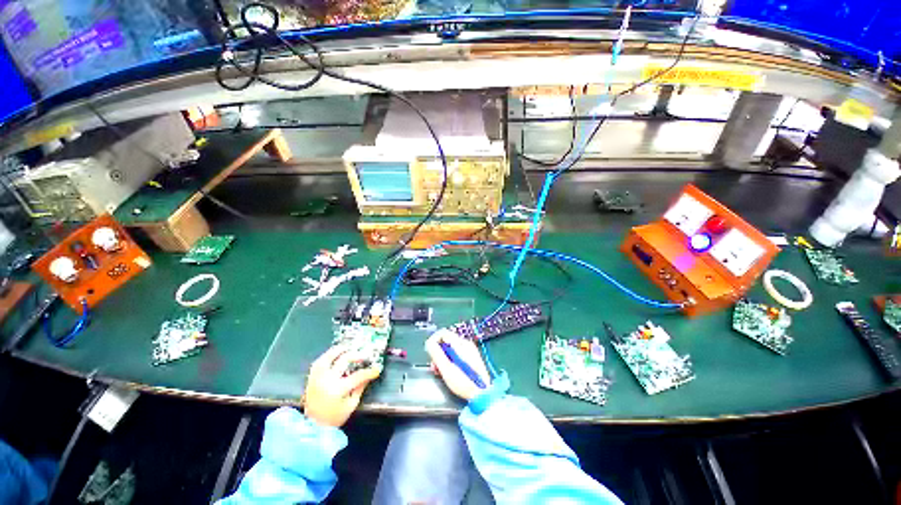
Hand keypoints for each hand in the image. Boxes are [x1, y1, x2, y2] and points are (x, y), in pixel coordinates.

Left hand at [303, 346, 381, 427]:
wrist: (313, 427)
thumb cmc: (335, 418)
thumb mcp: (351, 404)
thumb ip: (360, 388)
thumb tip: (369, 375)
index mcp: (338, 389)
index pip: (358, 376)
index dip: (369, 372)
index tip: (377, 369)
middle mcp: (327, 380)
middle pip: (344, 360)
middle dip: (356, 355)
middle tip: (363, 356)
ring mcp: (318, 378)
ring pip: (328, 357)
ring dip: (339, 350)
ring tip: (347, 348)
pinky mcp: (311, 379)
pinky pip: (318, 363)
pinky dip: (327, 356)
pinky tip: (333, 354)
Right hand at [425, 329, 490, 400]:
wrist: (483, 395)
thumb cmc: (464, 383)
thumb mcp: (446, 369)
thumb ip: (436, 354)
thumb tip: (429, 343)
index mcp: (461, 344)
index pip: (443, 333)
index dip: (433, 341)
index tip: (429, 353)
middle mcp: (466, 344)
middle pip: (446, 341)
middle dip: (437, 352)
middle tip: (435, 367)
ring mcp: (470, 350)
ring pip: (450, 348)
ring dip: (442, 357)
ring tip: (440, 371)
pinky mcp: (471, 358)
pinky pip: (456, 354)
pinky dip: (449, 360)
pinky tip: (448, 371)